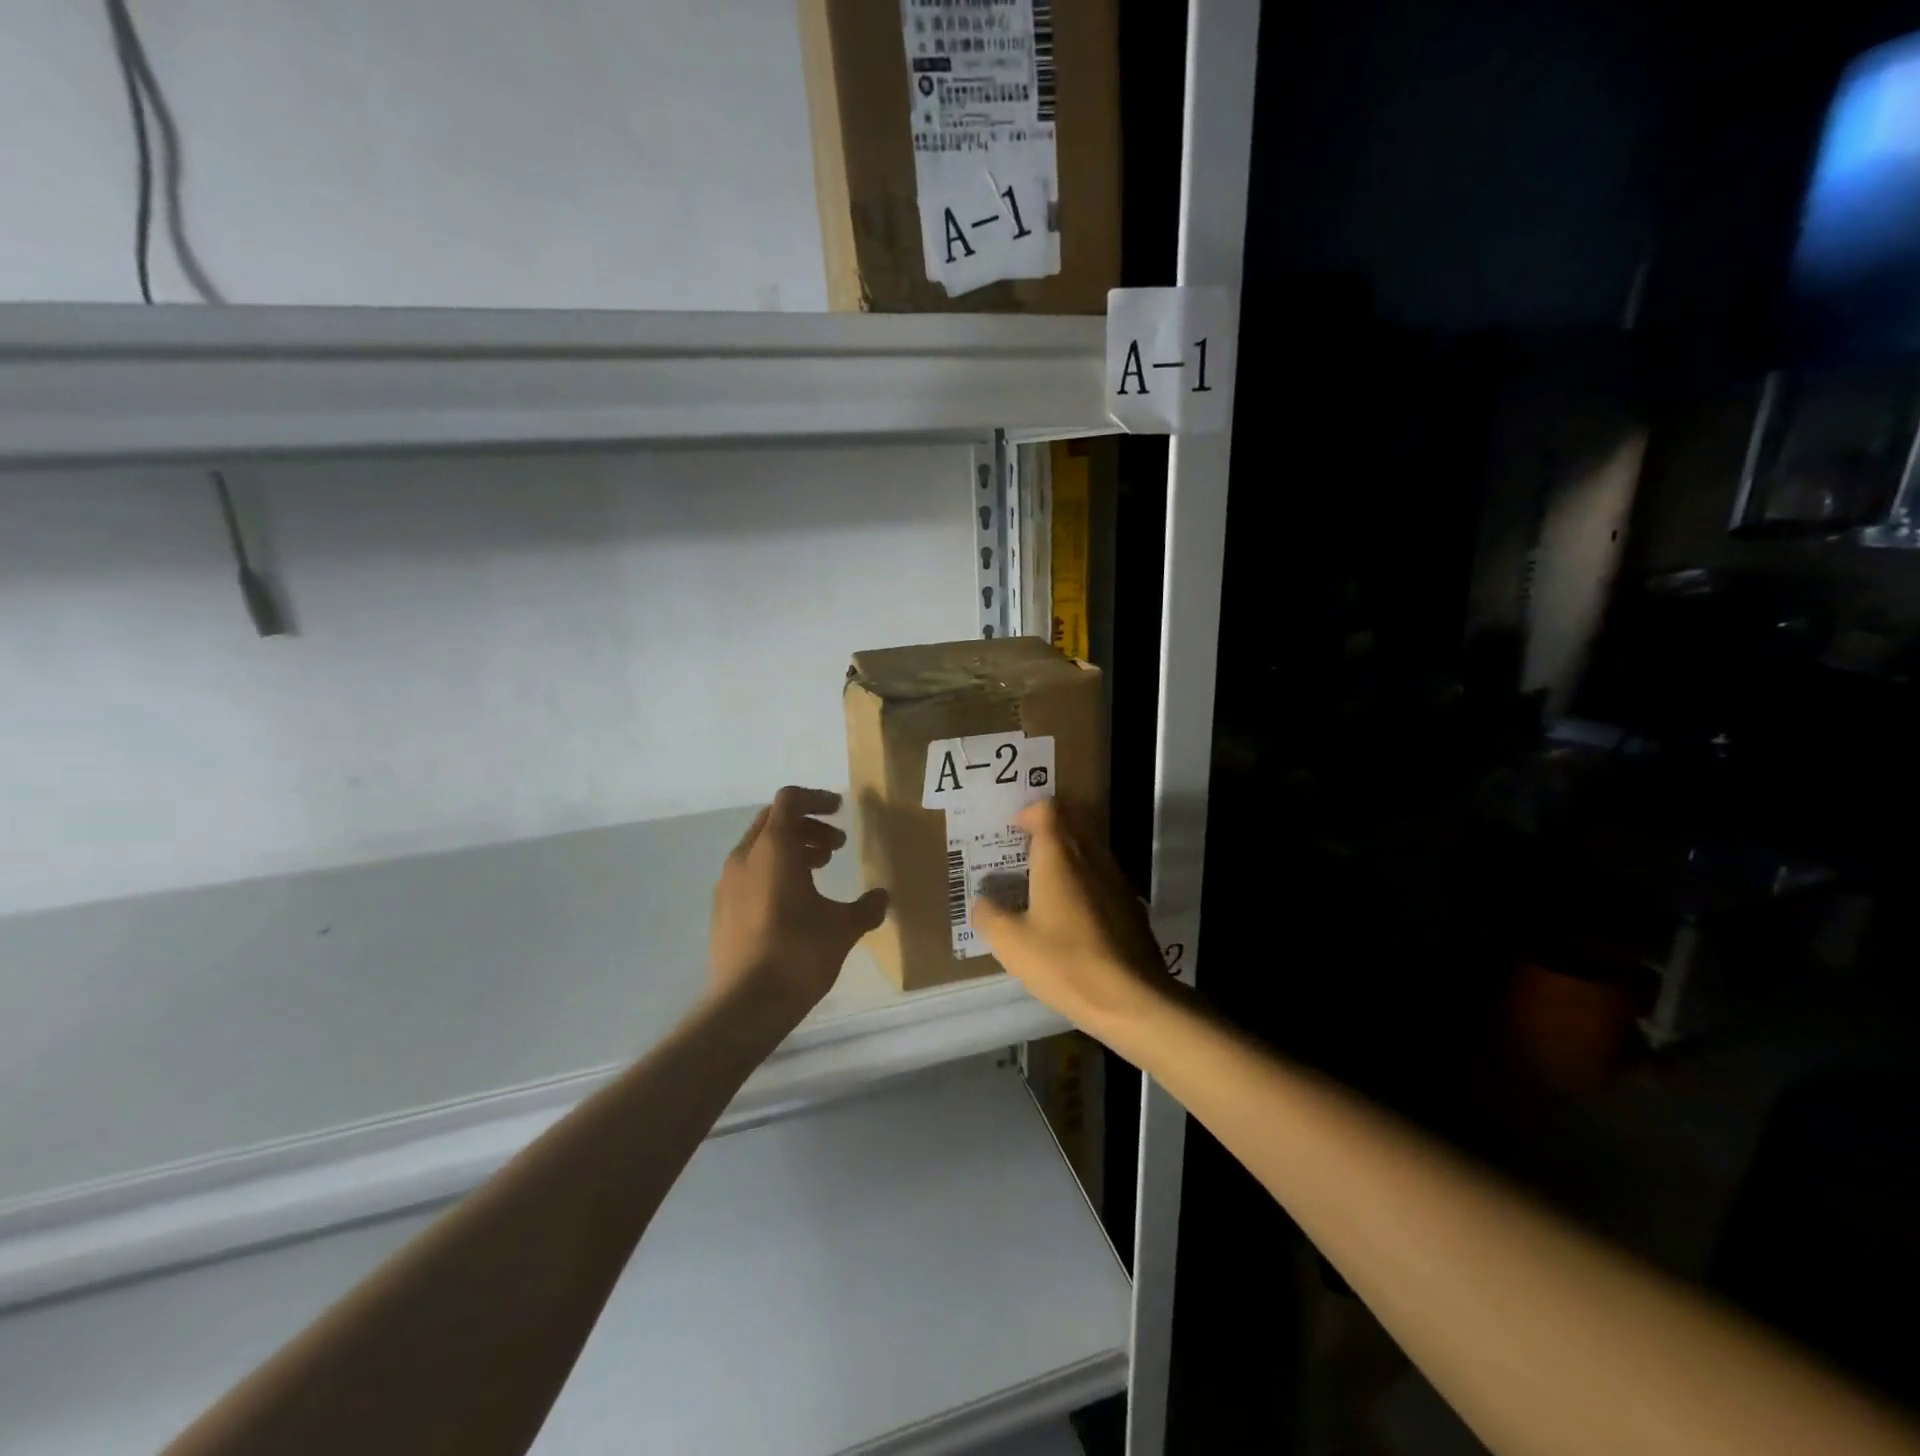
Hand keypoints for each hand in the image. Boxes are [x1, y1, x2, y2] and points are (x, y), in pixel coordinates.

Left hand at [708, 786, 888, 1017]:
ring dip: (791, 849)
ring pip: (760, 848)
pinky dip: (774, 871)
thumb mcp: (843, 928)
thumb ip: (866, 907)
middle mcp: (745, 857)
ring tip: (820, 869)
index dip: (816, 799)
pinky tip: (795, 901)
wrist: (745, 1005)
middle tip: (836, 845)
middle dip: (807, 826)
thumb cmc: (798, 954)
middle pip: (774, 821)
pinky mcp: (721, 909)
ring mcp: (727, 884)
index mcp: (774, 849)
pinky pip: (750, 873)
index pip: (790, 800)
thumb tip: (882, 898)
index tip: (840, 810)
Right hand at [973, 800, 1171, 1036]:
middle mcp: (1092, 857)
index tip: (1012, 832)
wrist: (1131, 998)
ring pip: (1089, 850)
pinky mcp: (1131, 905)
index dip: (1028, 813)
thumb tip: (982, 901)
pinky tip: (1070, 916)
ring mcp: (1116, 880)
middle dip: (1046, 832)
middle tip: (1022, 856)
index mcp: (1060, 856)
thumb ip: (989, 915)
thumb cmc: (1064, 962)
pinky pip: (1102, 877)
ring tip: (1042, 887)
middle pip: (1071, 824)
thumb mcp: (1011, 943)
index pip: (1048, 810)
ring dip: (1066, 858)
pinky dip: (1083, 882)